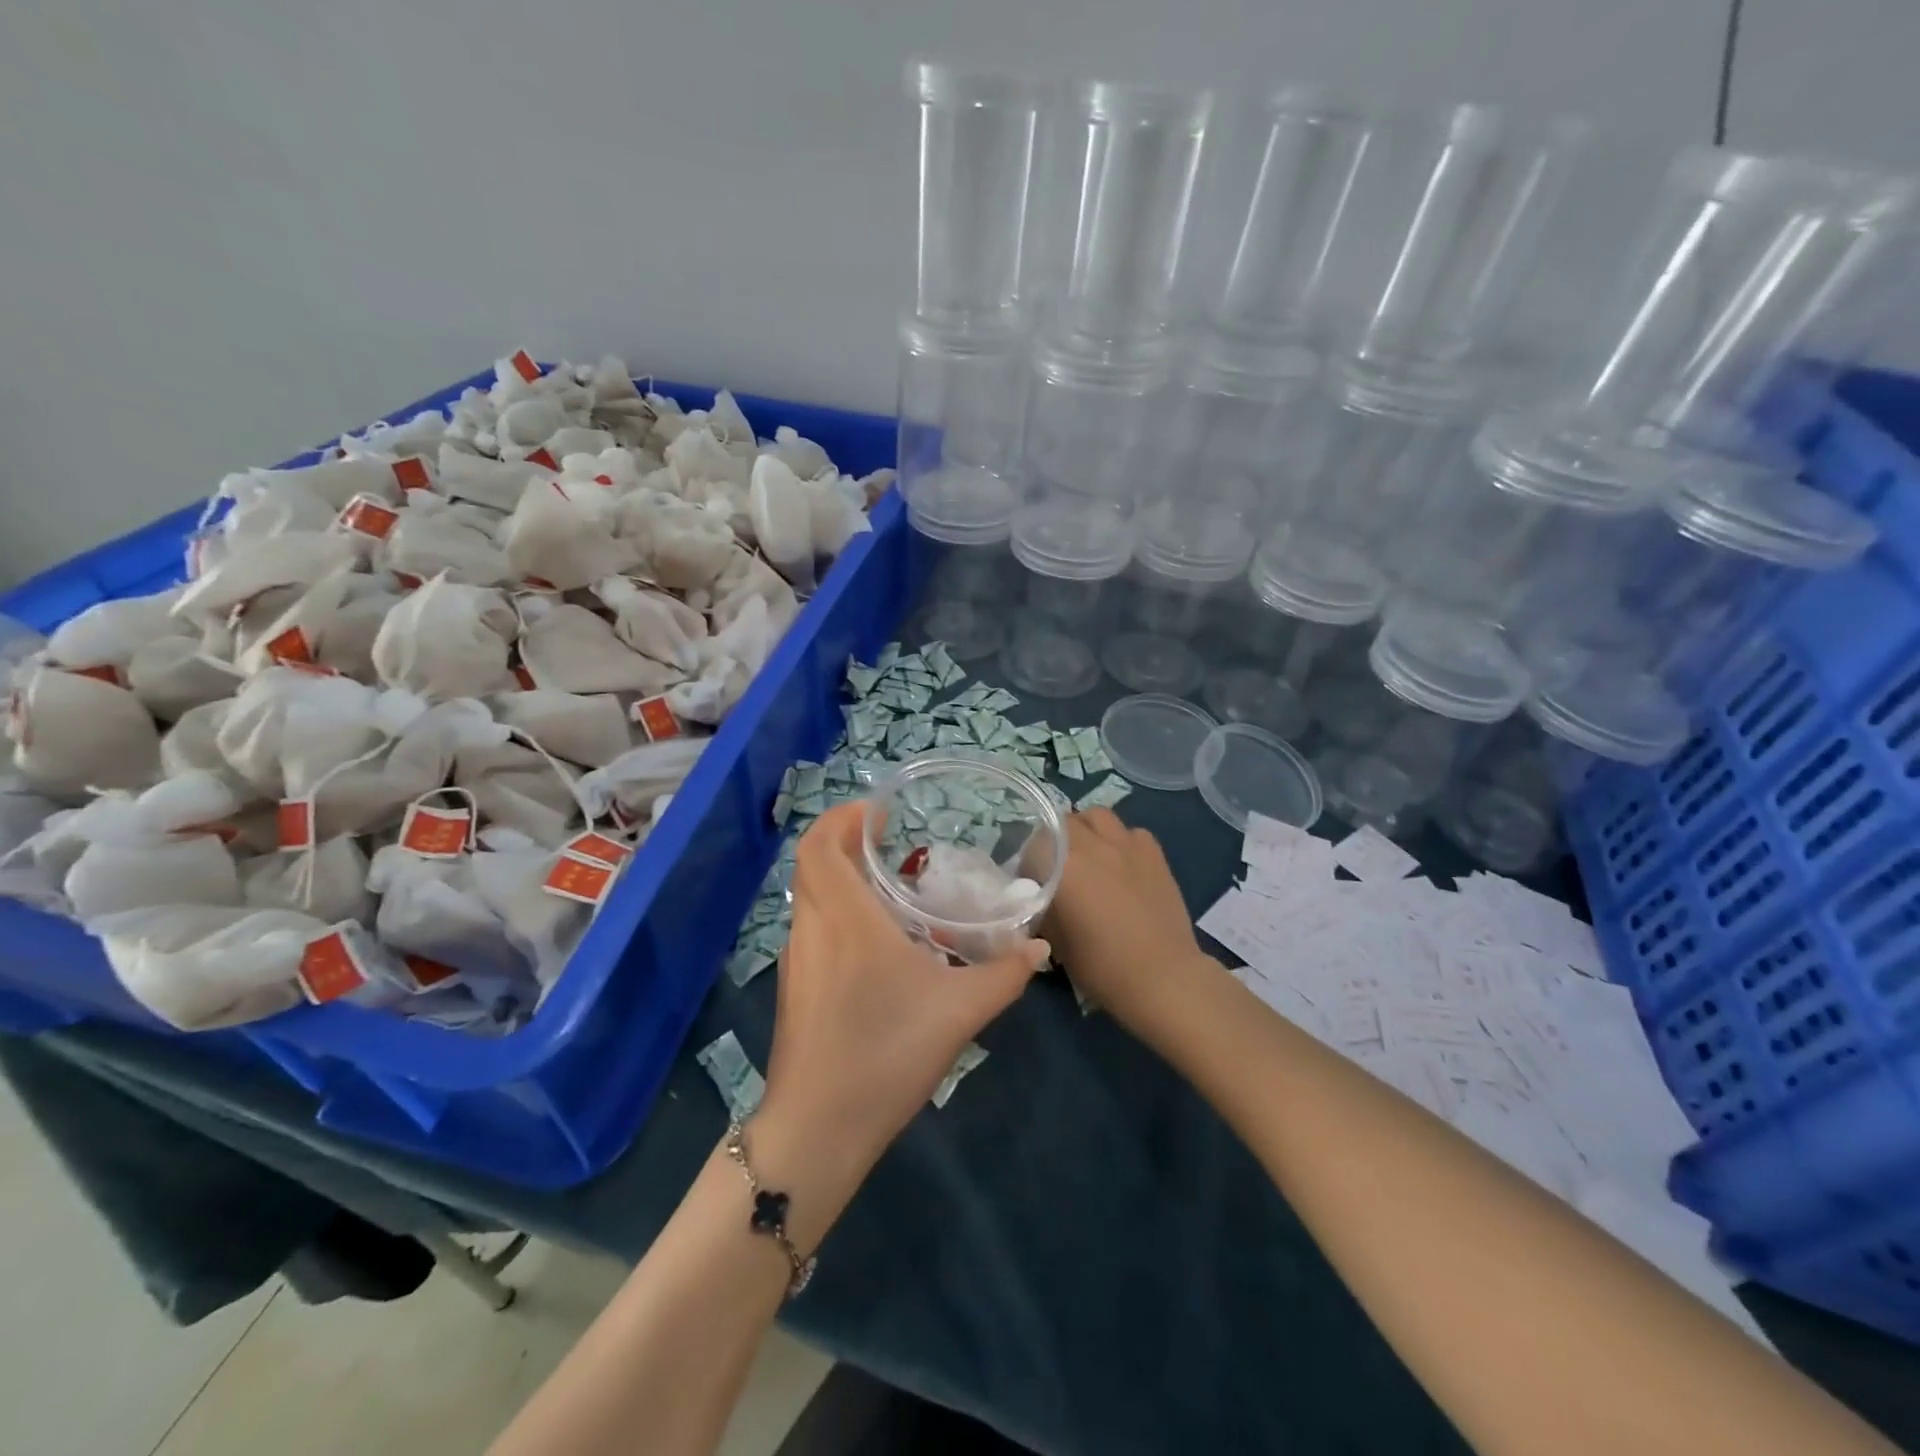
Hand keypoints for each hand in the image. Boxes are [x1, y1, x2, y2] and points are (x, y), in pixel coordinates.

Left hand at [760, 803, 1048, 1175]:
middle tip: (889, 843)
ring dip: (839, 877)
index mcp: (846, 918)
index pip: (821, 844)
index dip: (843, 817)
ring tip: (887, 888)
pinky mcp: (793, 986)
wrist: (818, 1128)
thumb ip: (1004, 976)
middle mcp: (812, 927)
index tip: (879, 814)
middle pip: (812, 862)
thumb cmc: (885, 1054)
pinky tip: (872, 943)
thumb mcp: (958, 1012)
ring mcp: (796, 958)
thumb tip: (1039, 947)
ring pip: (808, 895)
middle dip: (845, 841)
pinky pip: (810, 927)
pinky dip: (834, 912)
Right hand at [1041, 809, 1214, 1030]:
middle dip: (1055, 839)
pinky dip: (1120, 840)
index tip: (1031, 883)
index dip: (1028, 862)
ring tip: (1088, 855)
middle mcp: (1092, 844)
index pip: (1033, 844)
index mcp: (1063, 865)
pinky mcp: (1154, 853)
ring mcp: (1127, 844)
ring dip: (1086, 829)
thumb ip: (1043, 907)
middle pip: (1062, 822)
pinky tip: (1122, 863)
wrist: (1163, 978)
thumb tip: (1040, 896)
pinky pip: (1129, 831)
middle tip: (1057, 867)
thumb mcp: (1056, 941)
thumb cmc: (1102, 966)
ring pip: (1096, 815)